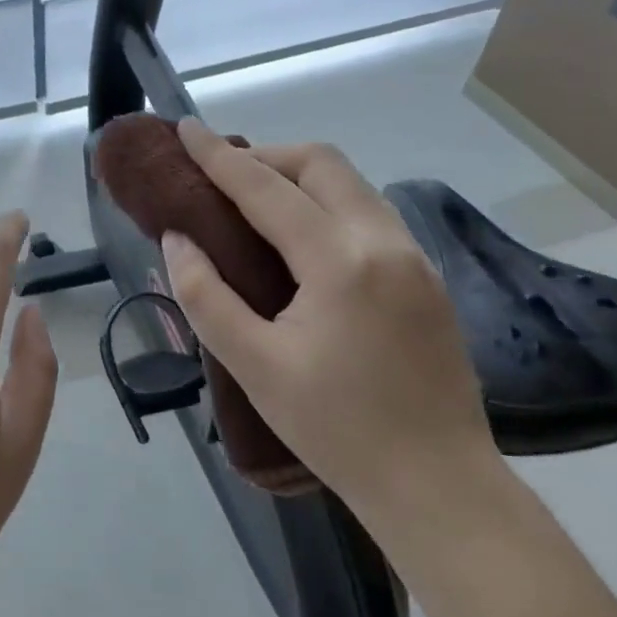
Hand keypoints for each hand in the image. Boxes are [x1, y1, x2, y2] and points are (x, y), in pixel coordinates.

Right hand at [160, 119, 493, 525]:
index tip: (186, 129)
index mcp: (339, 261)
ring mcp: (414, 257)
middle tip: (222, 178)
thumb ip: (205, 294)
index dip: (218, 157)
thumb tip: (177, 239)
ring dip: (299, 177)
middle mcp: (384, 241)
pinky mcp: (426, 277)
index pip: (266, 188)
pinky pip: (368, 212)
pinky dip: (326, 203)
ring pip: (351, 183)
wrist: (439, 487)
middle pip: (321, 163)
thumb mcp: (253, 365)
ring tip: (255, 203)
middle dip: (266, 155)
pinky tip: (302, 239)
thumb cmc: (336, 429)